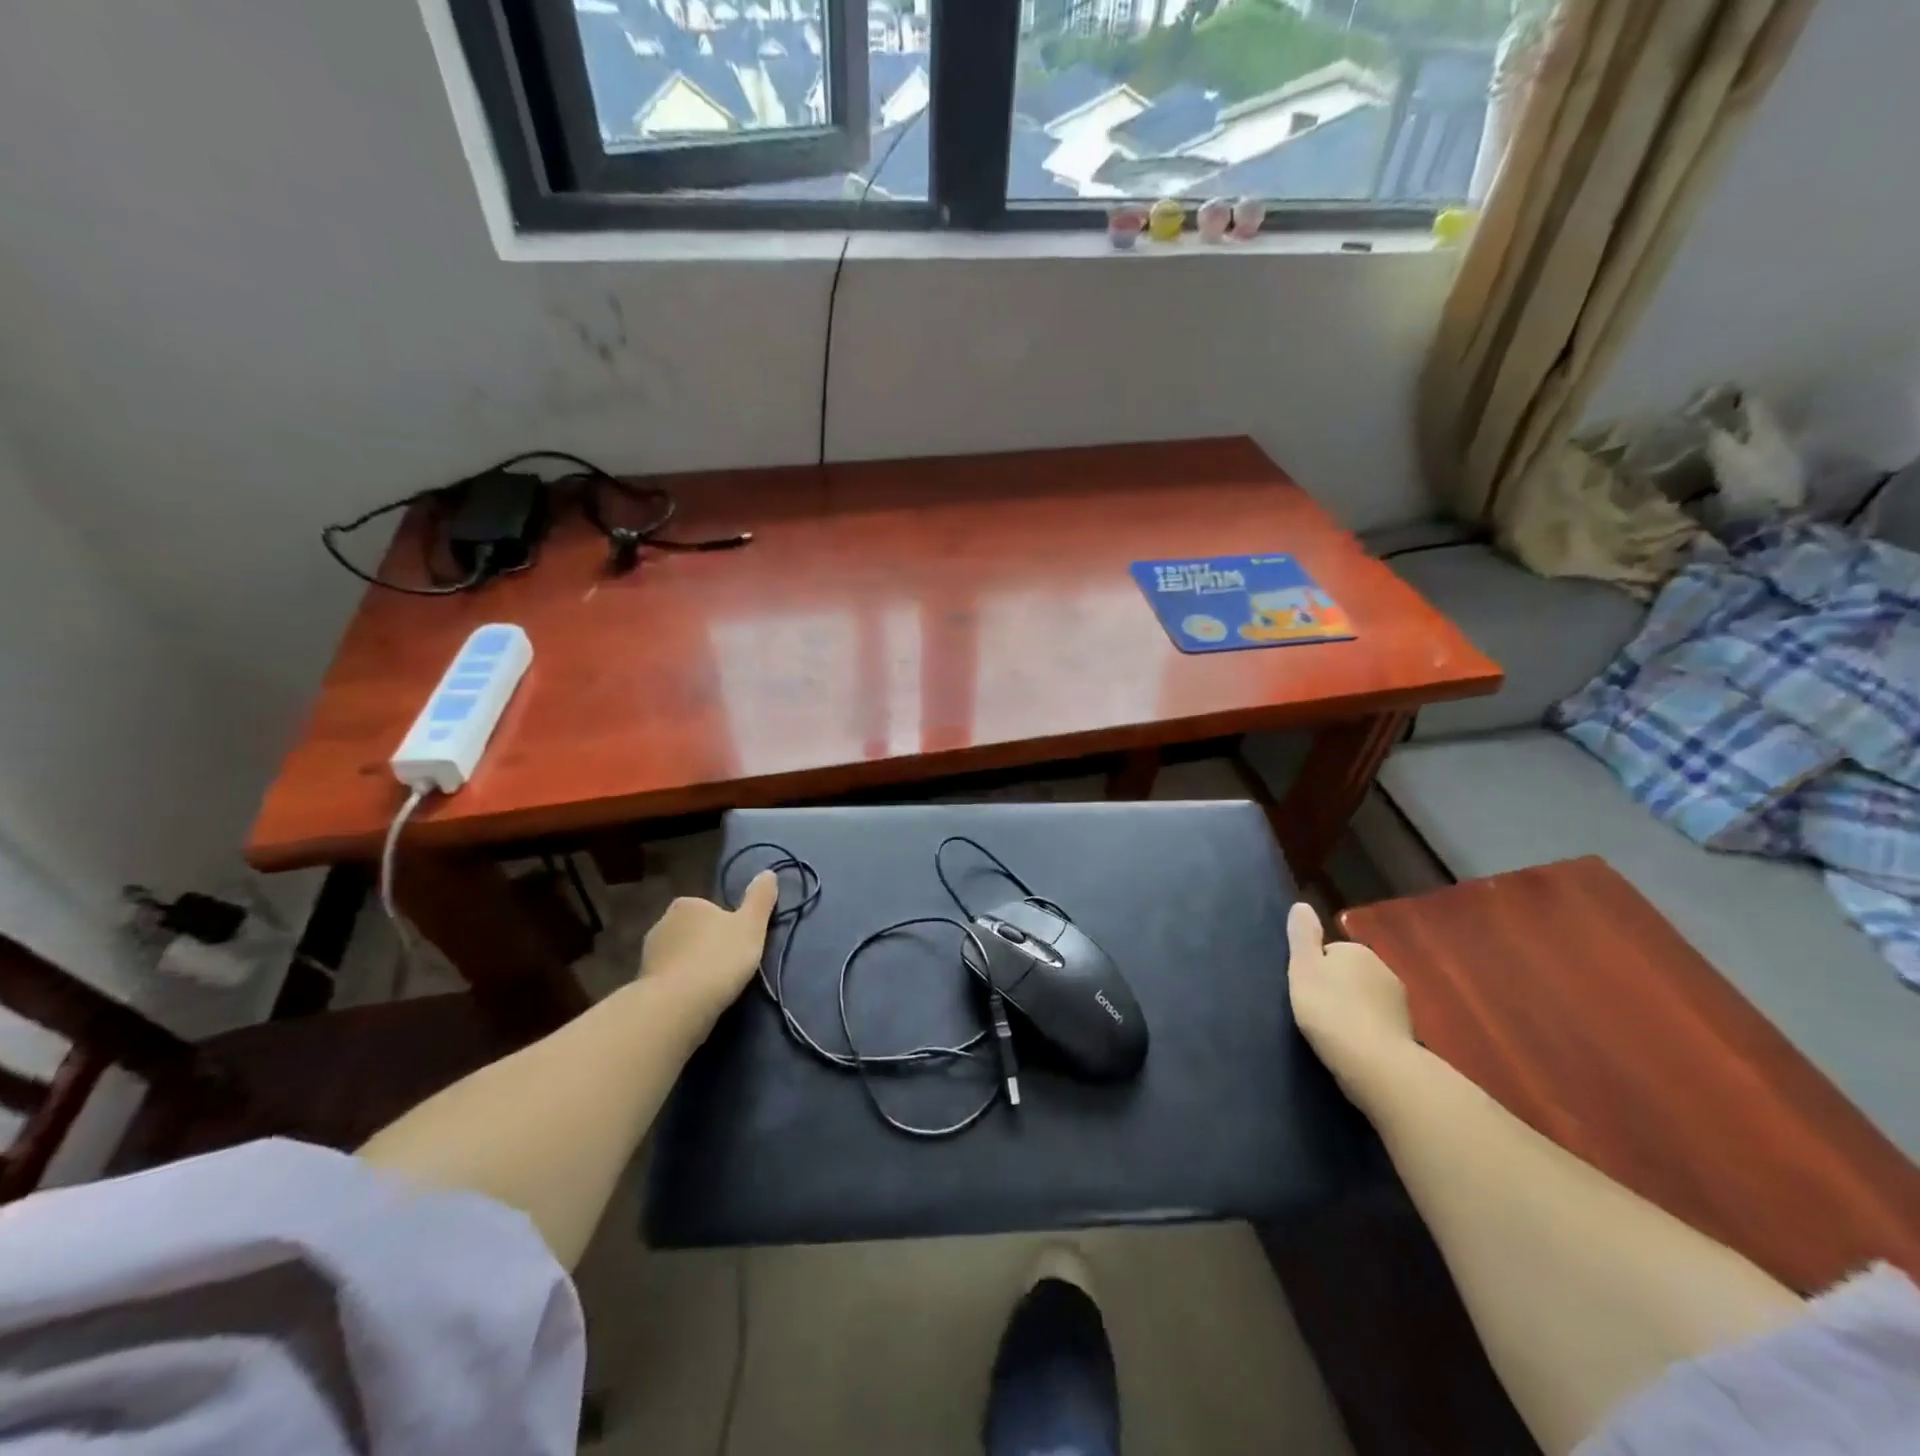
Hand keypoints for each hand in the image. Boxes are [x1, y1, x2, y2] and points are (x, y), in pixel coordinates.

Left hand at [638, 871, 779, 1017]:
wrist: (676, 1006)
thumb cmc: (718, 958)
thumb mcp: (751, 925)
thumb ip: (760, 898)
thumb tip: (768, 872)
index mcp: (687, 904)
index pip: (708, 909)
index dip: (724, 926)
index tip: (737, 944)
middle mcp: (662, 923)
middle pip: (691, 931)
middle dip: (705, 945)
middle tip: (727, 966)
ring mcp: (648, 955)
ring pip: (677, 956)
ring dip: (690, 967)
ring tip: (711, 988)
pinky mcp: (641, 984)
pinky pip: (667, 980)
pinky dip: (678, 987)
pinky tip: (692, 1001)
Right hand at [1286, 902, 1414, 1102]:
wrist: (1375, 1063)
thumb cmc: (1330, 1010)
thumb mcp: (1303, 968)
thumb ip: (1302, 936)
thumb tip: (1302, 904)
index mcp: (1357, 950)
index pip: (1329, 951)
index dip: (1314, 969)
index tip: (1304, 989)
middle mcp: (1383, 968)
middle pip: (1349, 973)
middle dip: (1336, 987)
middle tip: (1316, 1011)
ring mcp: (1399, 1001)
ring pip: (1365, 997)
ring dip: (1352, 1008)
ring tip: (1333, 1031)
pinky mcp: (1406, 1031)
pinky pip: (1377, 1021)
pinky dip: (1366, 1029)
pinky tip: (1353, 1046)